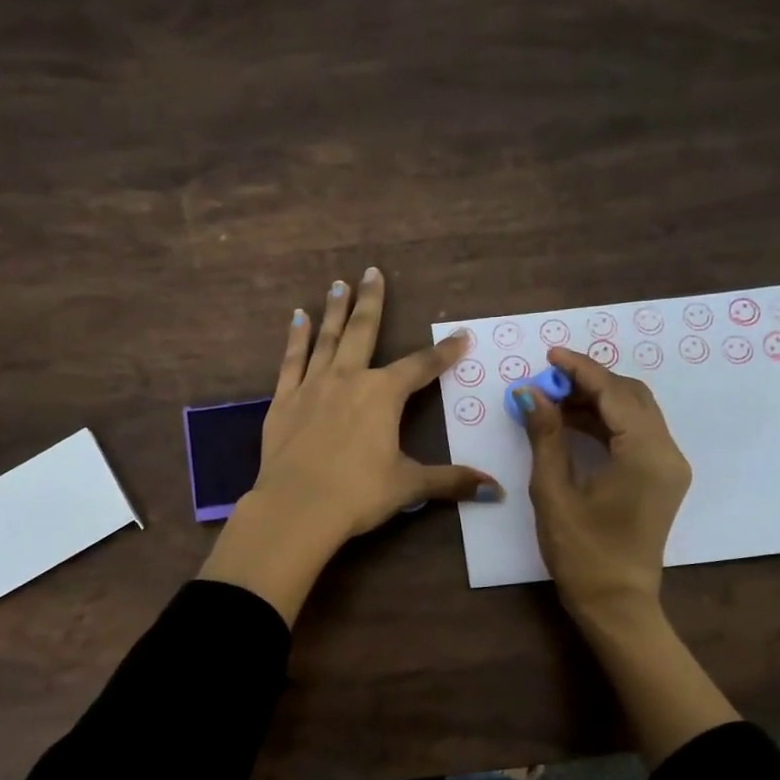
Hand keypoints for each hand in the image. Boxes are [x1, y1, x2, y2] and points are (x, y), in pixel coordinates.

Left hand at [200, 268, 499, 623]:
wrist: (297, 507)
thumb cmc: (358, 494)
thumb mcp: (409, 485)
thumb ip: (451, 481)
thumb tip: (496, 489)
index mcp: (383, 394)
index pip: (421, 367)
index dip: (444, 352)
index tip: (461, 336)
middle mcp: (348, 379)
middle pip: (363, 331)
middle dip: (372, 301)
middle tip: (372, 272)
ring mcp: (312, 386)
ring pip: (326, 339)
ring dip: (334, 310)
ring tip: (337, 285)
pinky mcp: (283, 401)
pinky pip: (292, 361)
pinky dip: (296, 339)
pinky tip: (297, 319)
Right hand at [516, 346, 690, 622]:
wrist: (616, 603)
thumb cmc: (581, 552)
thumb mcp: (554, 491)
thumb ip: (546, 436)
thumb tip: (530, 393)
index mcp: (646, 455)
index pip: (615, 394)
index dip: (581, 370)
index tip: (549, 355)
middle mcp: (667, 453)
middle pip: (632, 396)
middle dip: (590, 381)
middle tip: (548, 379)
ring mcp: (669, 466)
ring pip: (636, 413)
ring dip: (598, 400)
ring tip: (554, 398)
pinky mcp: (661, 477)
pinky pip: (636, 433)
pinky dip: (607, 421)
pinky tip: (573, 422)